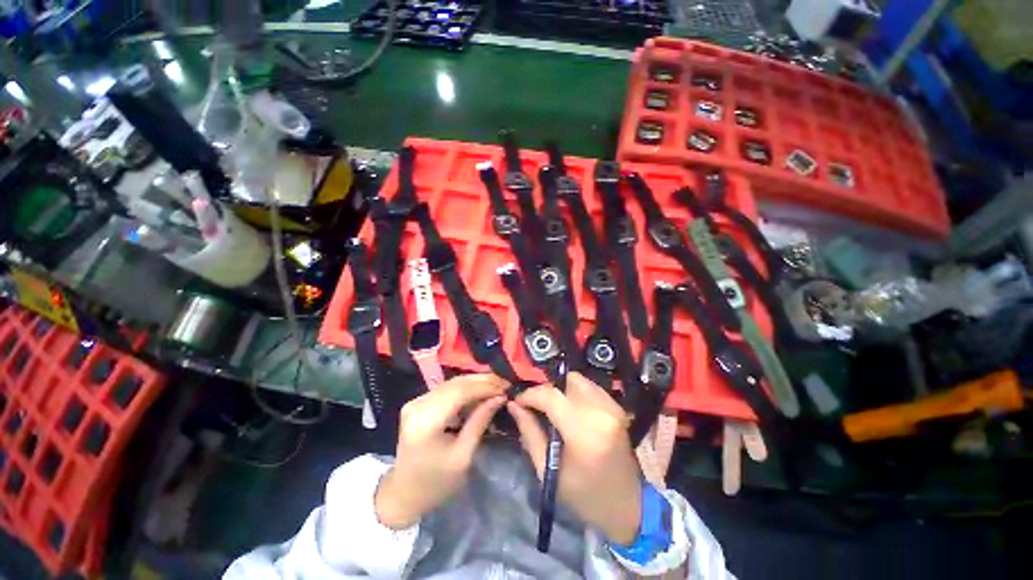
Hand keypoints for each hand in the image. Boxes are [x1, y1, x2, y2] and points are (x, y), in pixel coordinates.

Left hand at [375, 374, 507, 529]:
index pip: (460, 392)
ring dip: (476, 383)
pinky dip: (466, 389)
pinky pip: (447, 389)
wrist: (403, 494)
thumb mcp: (463, 456)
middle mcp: (418, 404)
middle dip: (483, 381)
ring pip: (452, 383)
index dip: (485, 387)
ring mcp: (416, 401)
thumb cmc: (435, 483)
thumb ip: (480, 422)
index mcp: (425, 421)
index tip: (506, 388)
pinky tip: (480, 392)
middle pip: (456, 383)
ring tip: (497, 386)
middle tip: (505, 384)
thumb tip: (500, 398)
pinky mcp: (419, 403)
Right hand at [507, 372, 642, 544]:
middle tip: (537, 406)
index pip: (550, 396)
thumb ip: (530, 432)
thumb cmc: (584, 496)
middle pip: (566, 380)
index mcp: (584, 432)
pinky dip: (576, 392)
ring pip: (579, 380)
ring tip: (553, 408)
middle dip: (547, 389)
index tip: (518, 401)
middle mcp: (600, 412)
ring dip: (562, 389)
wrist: (627, 506)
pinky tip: (571, 410)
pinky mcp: (618, 407)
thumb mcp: (548, 469)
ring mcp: (612, 407)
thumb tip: (514, 405)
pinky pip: (590, 387)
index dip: (530, 394)